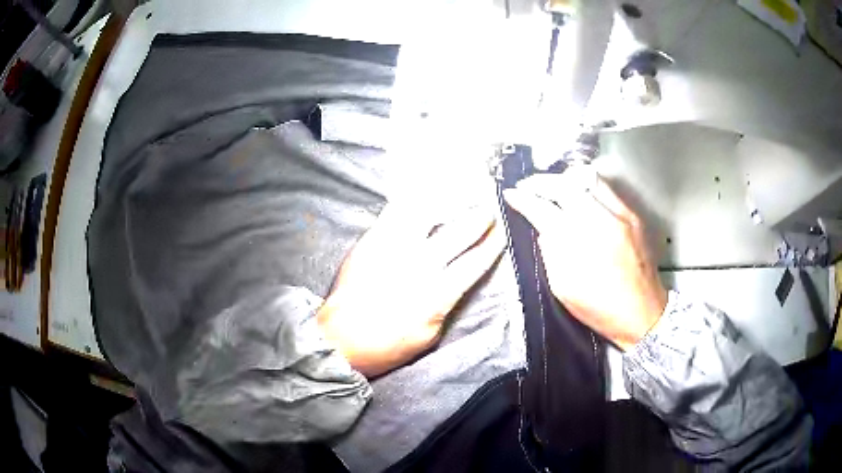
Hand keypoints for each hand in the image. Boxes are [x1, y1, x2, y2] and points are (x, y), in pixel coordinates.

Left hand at [317, 202, 505, 376]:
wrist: (339, 339)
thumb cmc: (386, 346)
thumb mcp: (429, 336)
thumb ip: (446, 305)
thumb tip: (455, 282)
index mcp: (437, 294)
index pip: (474, 262)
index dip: (493, 244)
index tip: (503, 231)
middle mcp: (419, 266)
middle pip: (458, 233)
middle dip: (479, 218)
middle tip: (489, 208)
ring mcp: (393, 249)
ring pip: (427, 213)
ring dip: (449, 201)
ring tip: (461, 192)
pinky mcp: (371, 240)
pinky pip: (395, 211)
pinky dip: (413, 200)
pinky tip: (423, 193)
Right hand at [503, 168, 666, 350]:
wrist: (643, 314)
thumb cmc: (601, 309)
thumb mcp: (563, 289)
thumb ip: (550, 253)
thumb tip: (543, 227)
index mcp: (579, 246)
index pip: (544, 209)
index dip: (523, 199)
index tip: (513, 195)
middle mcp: (601, 222)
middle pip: (565, 184)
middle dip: (541, 181)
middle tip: (529, 186)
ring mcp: (620, 215)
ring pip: (587, 178)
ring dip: (564, 179)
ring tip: (553, 187)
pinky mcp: (633, 216)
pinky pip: (606, 189)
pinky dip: (586, 187)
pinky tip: (580, 197)